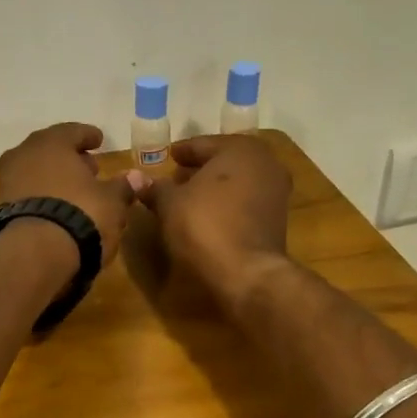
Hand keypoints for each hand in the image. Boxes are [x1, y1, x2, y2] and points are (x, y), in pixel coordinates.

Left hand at [0, 123, 141, 265]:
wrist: (34, 254)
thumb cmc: (80, 214)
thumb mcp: (111, 201)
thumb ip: (123, 186)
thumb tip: (138, 177)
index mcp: (51, 143)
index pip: (72, 131)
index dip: (88, 136)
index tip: (99, 141)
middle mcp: (24, 154)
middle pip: (50, 150)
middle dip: (70, 158)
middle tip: (89, 168)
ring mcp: (8, 182)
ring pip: (36, 172)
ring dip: (54, 179)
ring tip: (75, 192)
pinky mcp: (0, 209)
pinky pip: (27, 195)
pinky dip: (42, 197)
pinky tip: (57, 211)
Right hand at [135, 135, 291, 309]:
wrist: (248, 273)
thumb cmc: (205, 226)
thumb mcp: (170, 204)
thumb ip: (156, 187)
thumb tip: (137, 179)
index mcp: (240, 149)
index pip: (202, 144)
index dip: (181, 152)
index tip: (167, 157)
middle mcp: (266, 163)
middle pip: (224, 161)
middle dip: (199, 169)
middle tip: (175, 177)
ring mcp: (276, 191)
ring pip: (237, 181)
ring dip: (214, 187)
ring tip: (188, 198)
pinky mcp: (278, 219)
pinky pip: (247, 201)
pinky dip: (228, 203)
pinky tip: (208, 216)